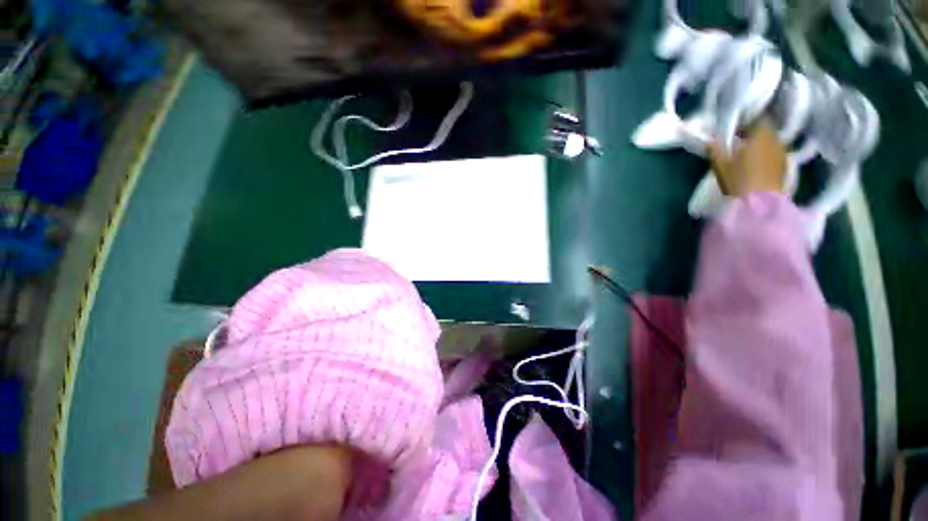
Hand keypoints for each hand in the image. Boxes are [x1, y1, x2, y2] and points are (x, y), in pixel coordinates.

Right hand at [707, 117, 785, 196]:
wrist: (759, 202)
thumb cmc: (739, 179)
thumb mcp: (721, 164)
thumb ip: (715, 149)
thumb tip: (710, 139)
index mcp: (761, 134)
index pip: (757, 117)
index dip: (746, 119)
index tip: (735, 125)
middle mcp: (775, 139)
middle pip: (765, 129)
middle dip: (753, 131)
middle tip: (739, 138)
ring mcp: (781, 152)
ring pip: (770, 140)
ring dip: (759, 143)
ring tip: (746, 151)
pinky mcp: (783, 165)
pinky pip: (774, 152)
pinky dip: (765, 153)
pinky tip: (756, 161)